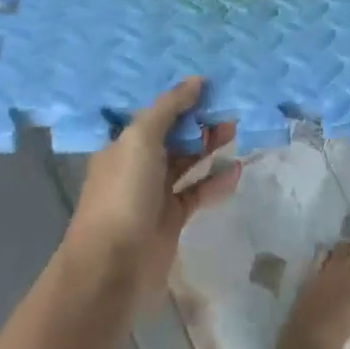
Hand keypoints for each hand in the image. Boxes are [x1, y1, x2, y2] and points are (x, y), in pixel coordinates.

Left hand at [66, 77, 240, 311]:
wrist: (112, 268)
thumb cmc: (123, 194)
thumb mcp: (141, 139)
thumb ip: (169, 107)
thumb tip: (196, 80)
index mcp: (122, 142)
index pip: (154, 112)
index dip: (179, 97)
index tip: (209, 83)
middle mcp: (137, 164)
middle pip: (173, 134)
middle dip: (198, 120)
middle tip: (229, 105)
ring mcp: (154, 193)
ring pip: (186, 161)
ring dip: (209, 145)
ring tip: (237, 128)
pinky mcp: (171, 219)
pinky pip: (197, 192)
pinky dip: (216, 181)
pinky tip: (237, 170)